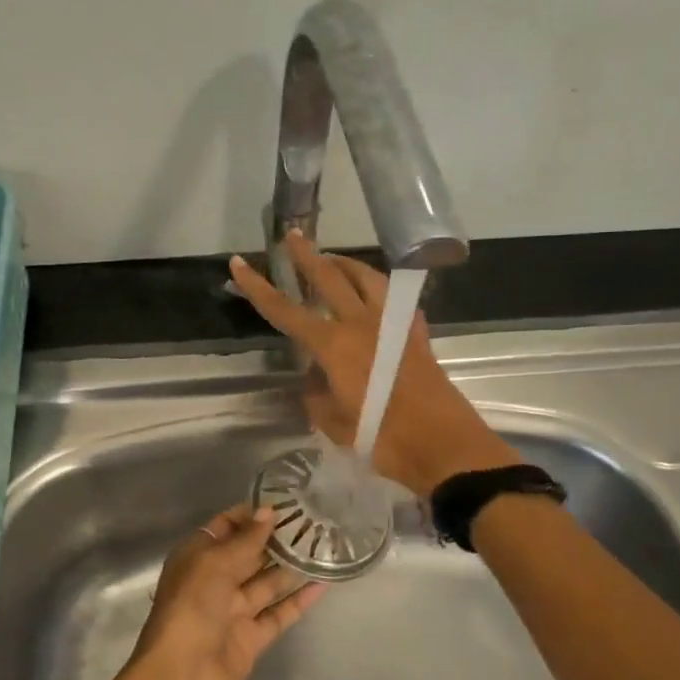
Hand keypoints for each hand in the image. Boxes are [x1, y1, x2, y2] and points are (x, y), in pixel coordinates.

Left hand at [104, 503, 325, 679]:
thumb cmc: (190, 610)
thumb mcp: (213, 565)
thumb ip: (245, 540)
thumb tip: (269, 512)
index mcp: (196, 558)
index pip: (224, 527)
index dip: (250, 515)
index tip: (285, 502)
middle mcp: (213, 582)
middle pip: (248, 554)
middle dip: (276, 538)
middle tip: (314, 520)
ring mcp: (233, 612)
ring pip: (266, 583)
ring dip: (291, 566)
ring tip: (325, 546)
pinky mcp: (251, 639)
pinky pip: (278, 613)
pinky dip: (298, 600)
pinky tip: (324, 583)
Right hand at [230, 231, 520, 496]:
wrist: (440, 443)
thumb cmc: (380, 437)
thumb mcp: (333, 422)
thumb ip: (317, 394)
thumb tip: (317, 376)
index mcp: (333, 344)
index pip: (285, 309)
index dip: (258, 287)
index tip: (239, 264)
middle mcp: (361, 323)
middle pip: (328, 277)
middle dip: (306, 255)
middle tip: (293, 236)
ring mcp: (392, 324)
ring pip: (366, 277)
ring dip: (346, 264)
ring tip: (333, 260)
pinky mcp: (415, 332)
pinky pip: (394, 298)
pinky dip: (378, 289)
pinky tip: (375, 295)